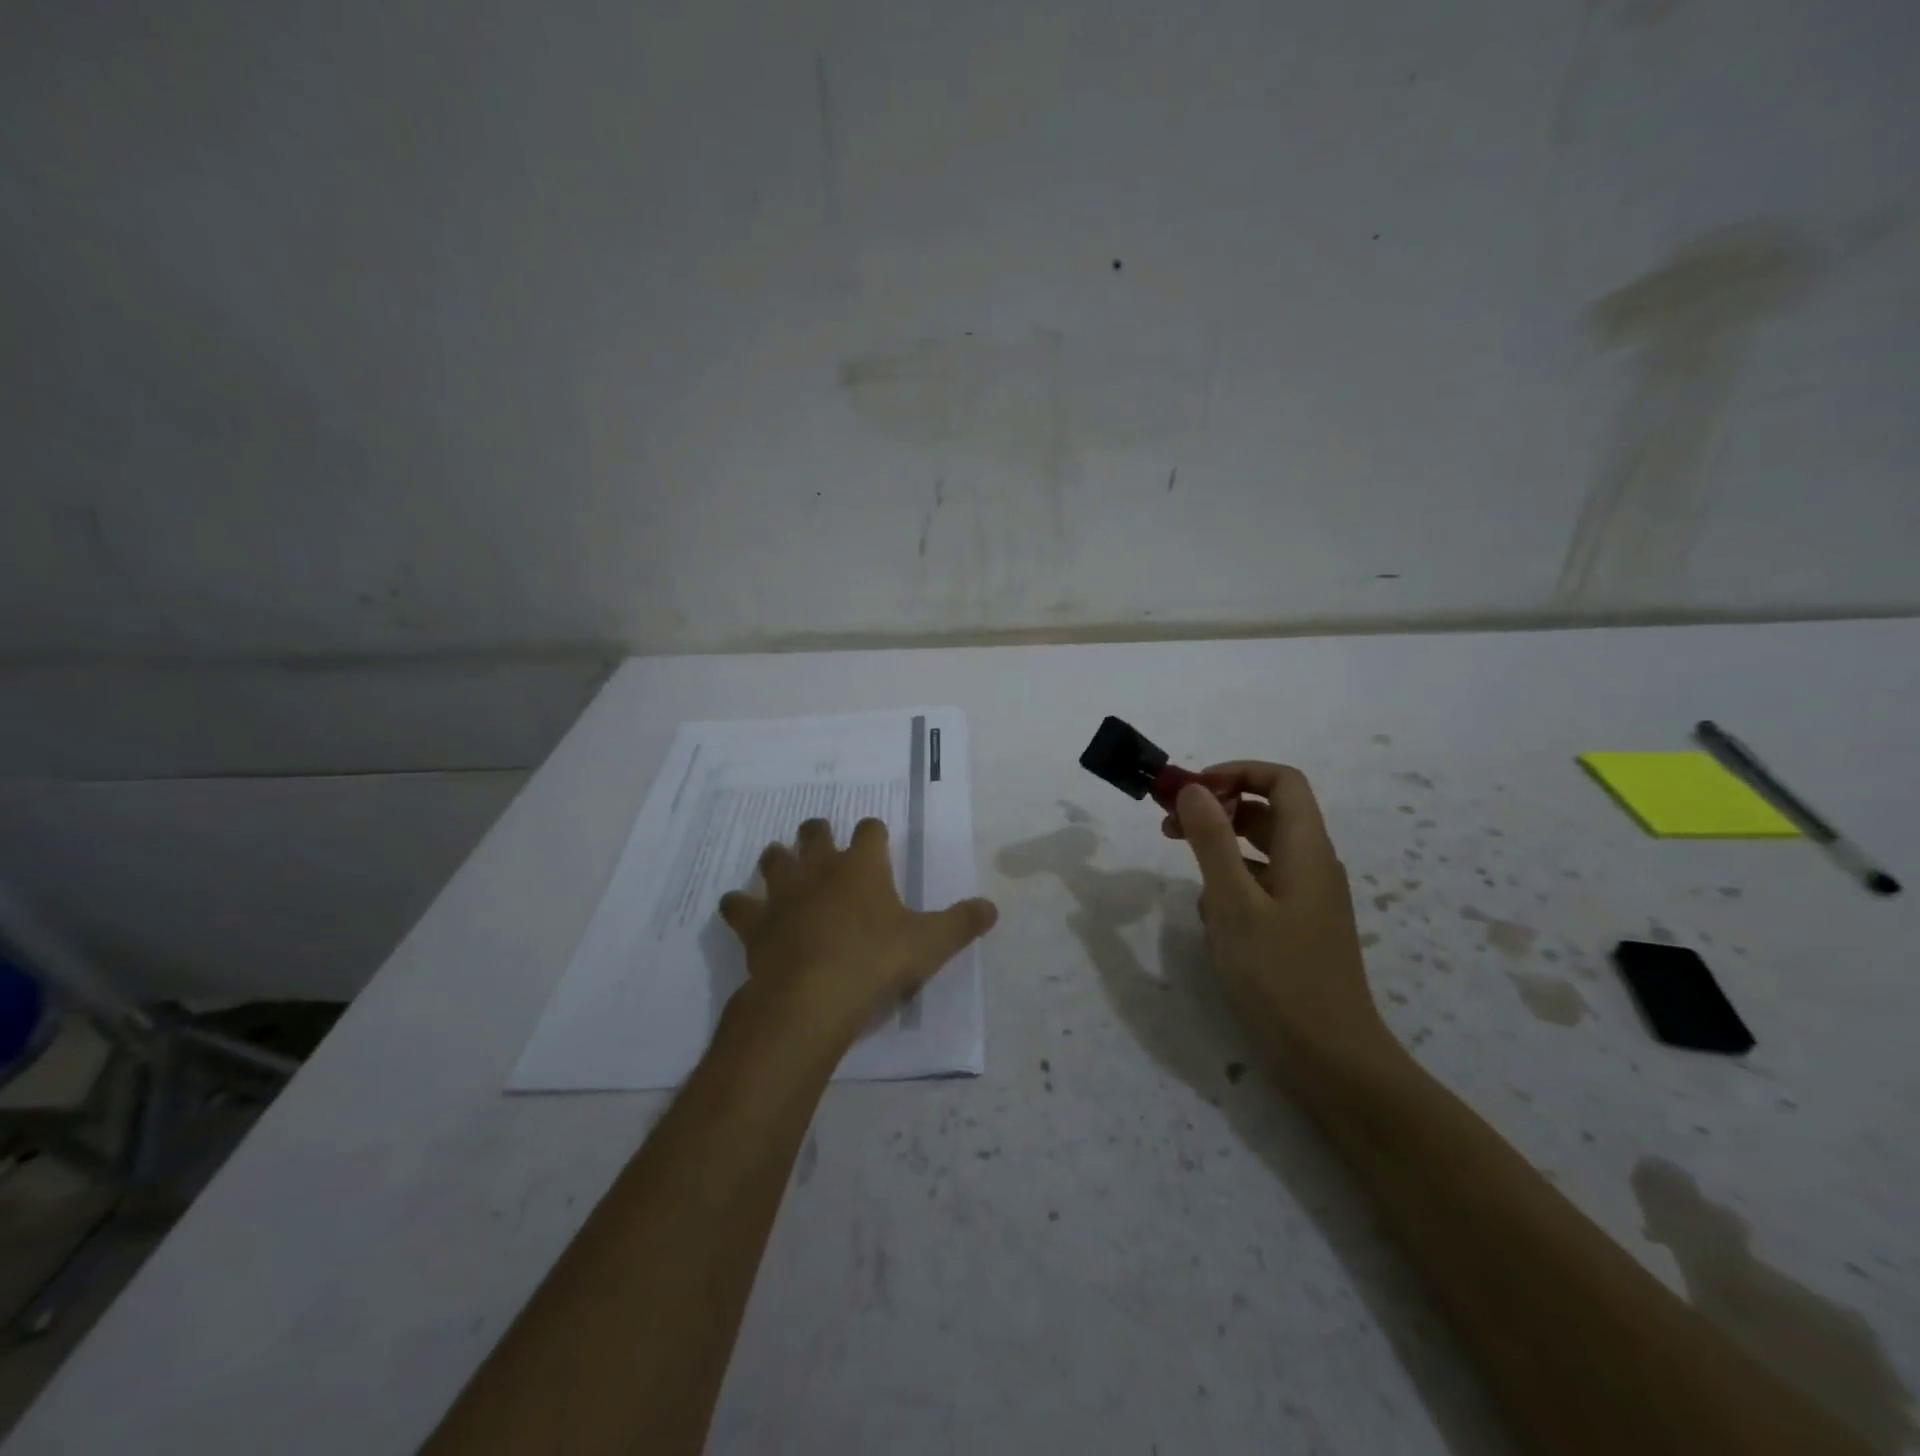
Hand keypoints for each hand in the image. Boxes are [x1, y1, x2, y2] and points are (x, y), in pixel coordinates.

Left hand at [719, 818, 997, 1050]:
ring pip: (773, 860)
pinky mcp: (755, 923)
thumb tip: (992, 907)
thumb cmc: (876, 961)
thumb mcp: (930, 943)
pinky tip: (740, 909)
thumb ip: (961, 923)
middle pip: (815, 833)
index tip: (877, 839)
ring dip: (777, 859)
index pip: (870, 830)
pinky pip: (737, 904)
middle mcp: (820, 869)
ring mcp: (783, 893)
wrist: (813, 996)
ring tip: (781, 864)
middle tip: (821, 841)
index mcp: (863, 866)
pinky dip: (738, 905)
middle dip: (817, 834)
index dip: (874, 832)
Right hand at [1161, 763, 1398, 1082]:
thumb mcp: (1234, 903)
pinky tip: (1212, 921)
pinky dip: (1233, 888)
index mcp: (1306, 849)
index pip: (1282, 781)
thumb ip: (1212, 841)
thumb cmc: (1280, 976)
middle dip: (1217, 811)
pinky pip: (1261, 887)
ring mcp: (1308, 898)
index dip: (1236, 773)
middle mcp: (1313, 865)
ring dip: (1220, 852)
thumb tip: (1193, 788)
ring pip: (1260, 852)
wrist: (1331, 1058)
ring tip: (1187, 877)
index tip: (1191, 791)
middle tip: (1168, 828)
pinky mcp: (1298, 927)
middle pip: (1267, 813)